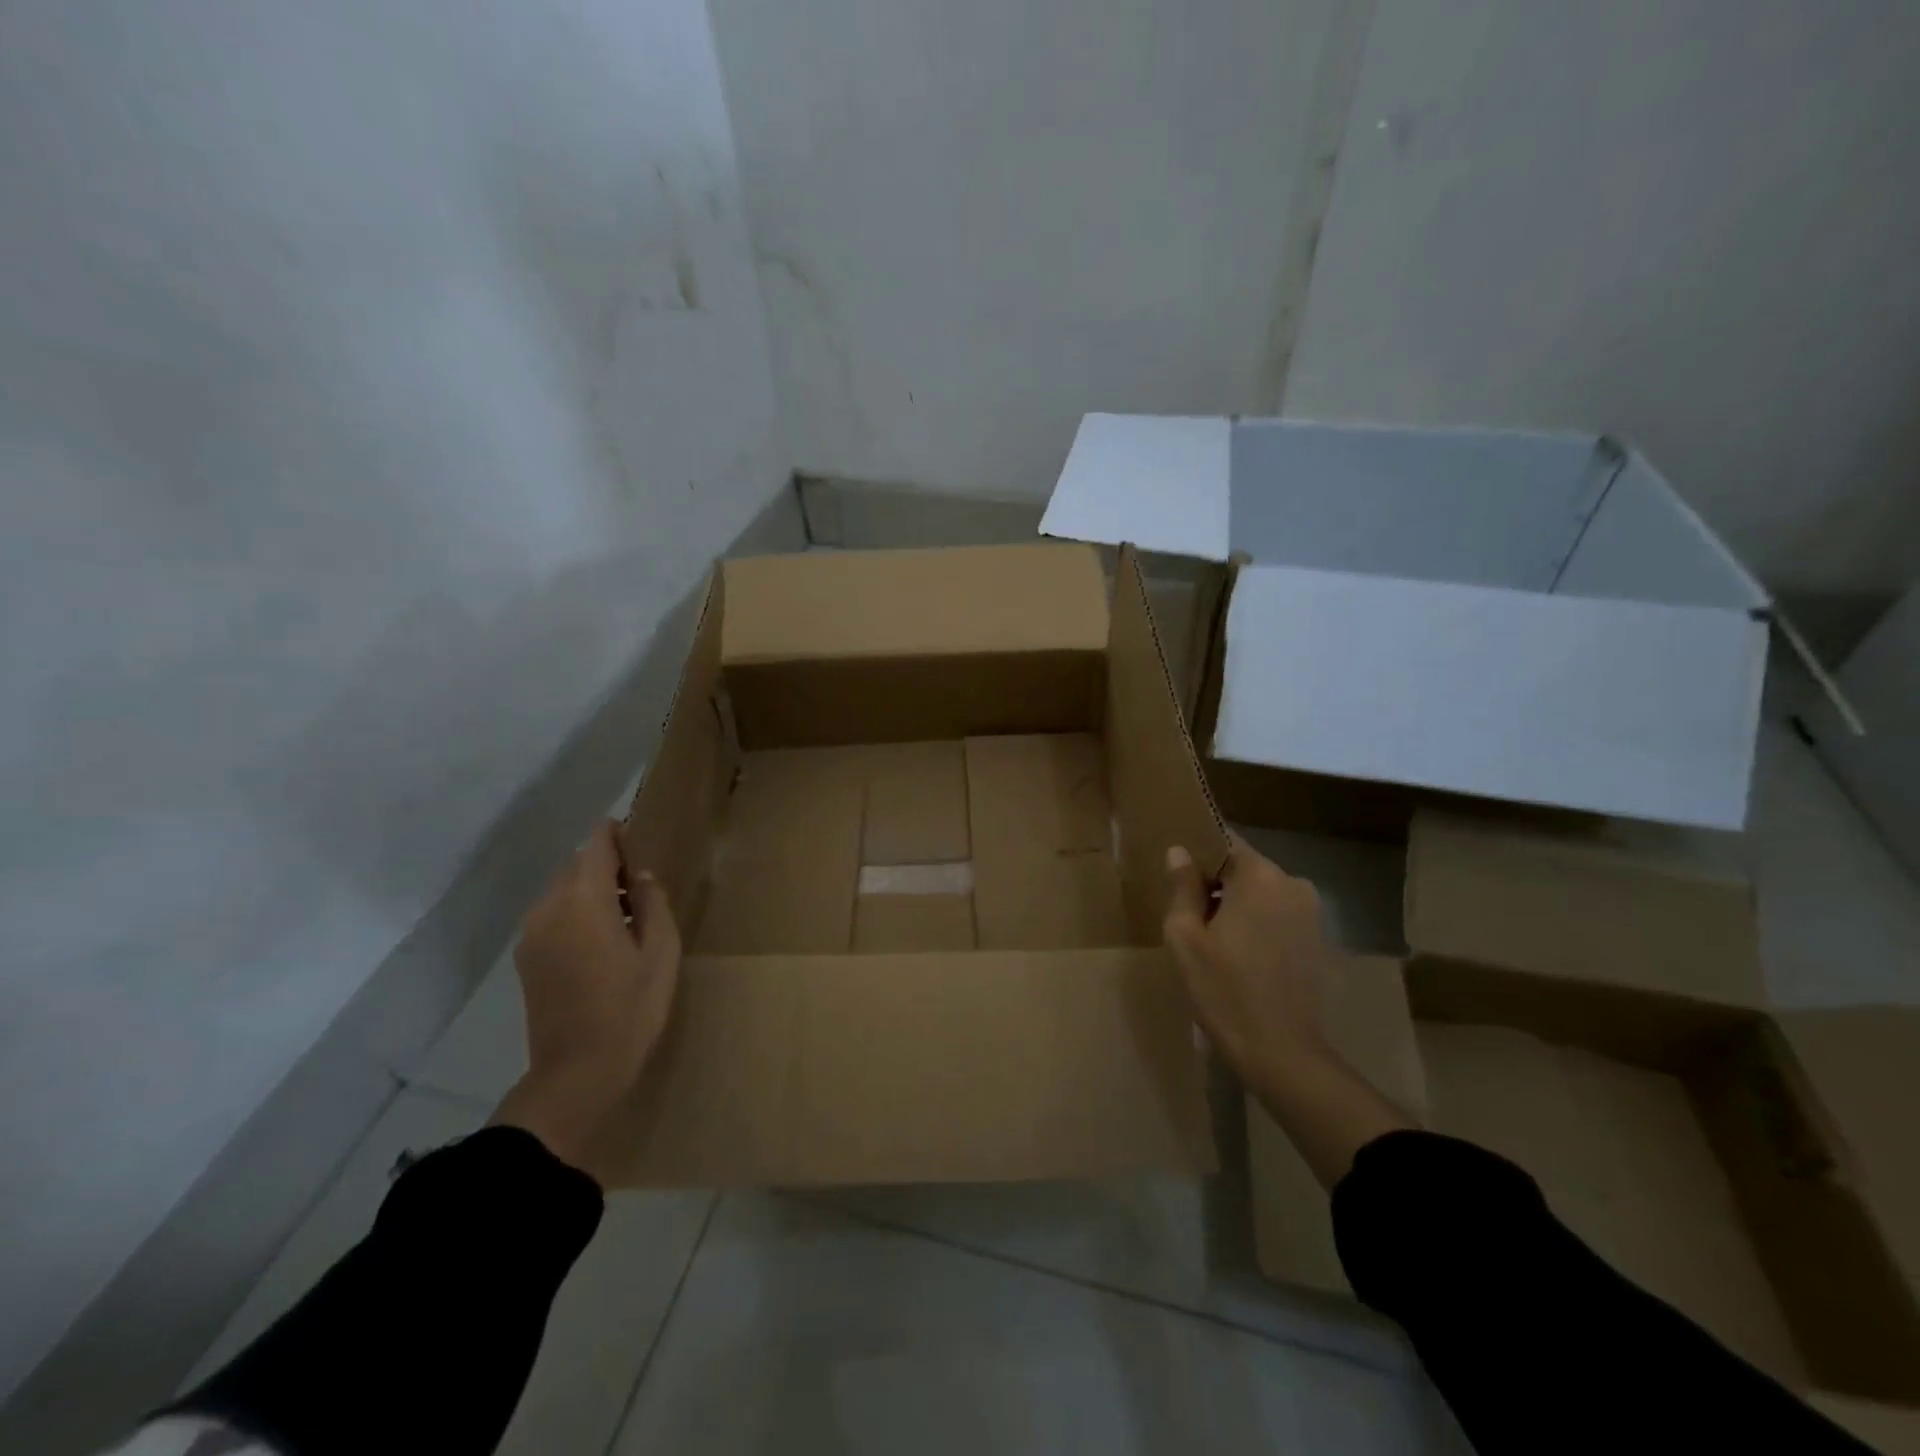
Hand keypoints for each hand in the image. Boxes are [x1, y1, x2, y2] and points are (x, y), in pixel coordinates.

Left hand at [492, 821, 679, 1177]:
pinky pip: (553, 916)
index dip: (618, 835)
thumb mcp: (661, 952)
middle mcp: (548, 908)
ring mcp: (531, 935)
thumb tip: (641, 876)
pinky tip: (602, 943)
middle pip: (577, 865)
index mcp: (583, 900)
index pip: (596, 844)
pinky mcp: (526, 958)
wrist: (577, 1072)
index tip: (642, 844)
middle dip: (608, 866)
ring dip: (592, 892)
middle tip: (643, 888)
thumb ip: (653, 902)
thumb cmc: (630, 1008)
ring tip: (626, 918)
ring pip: (564, 891)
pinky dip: (577, 914)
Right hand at [1162, 837, 1331, 1095]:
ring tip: (1211, 939)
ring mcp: (1310, 913)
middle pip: (1243, 868)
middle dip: (1215, 883)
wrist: (1282, 1053)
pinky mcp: (1318, 940)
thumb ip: (1182, 887)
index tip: (1177, 876)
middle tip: (1188, 914)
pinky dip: (1257, 925)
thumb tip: (1180, 852)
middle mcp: (1292, 884)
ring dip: (1236, 906)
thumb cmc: (1224, 990)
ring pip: (1260, 893)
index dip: (1197, 853)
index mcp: (1260, 876)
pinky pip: (1277, 916)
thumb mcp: (1186, 938)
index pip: (1224, 840)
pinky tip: (1239, 956)